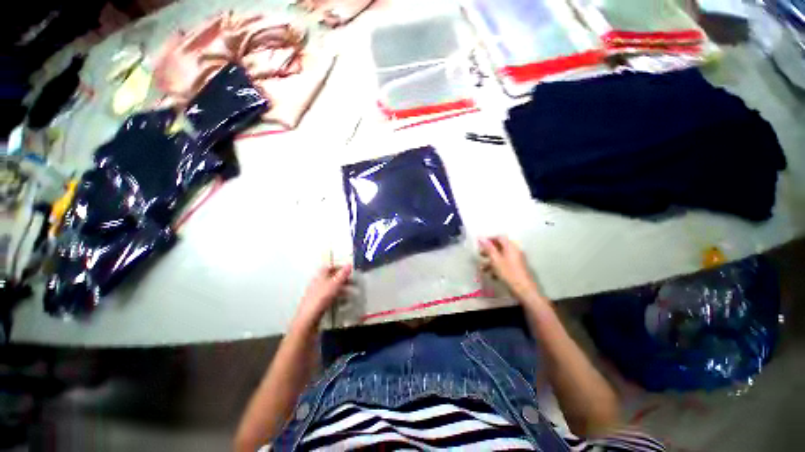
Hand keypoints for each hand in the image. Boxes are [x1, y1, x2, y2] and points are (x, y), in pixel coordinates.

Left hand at [293, 264, 351, 328]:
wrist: (308, 320)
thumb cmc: (321, 299)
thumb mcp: (334, 285)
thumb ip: (342, 275)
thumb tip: (349, 264)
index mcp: (319, 277)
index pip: (328, 267)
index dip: (338, 267)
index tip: (348, 270)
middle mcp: (317, 284)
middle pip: (330, 278)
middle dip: (342, 279)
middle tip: (353, 282)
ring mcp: (316, 295)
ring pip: (331, 289)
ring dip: (341, 289)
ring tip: (351, 293)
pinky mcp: (317, 305)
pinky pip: (329, 298)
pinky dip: (337, 298)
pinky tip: (344, 303)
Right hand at [479, 237, 542, 304]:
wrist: (524, 290)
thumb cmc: (508, 273)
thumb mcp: (495, 260)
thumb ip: (488, 248)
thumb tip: (480, 237)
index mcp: (510, 247)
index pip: (499, 237)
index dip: (489, 239)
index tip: (480, 244)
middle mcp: (515, 251)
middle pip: (500, 247)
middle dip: (488, 251)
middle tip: (480, 254)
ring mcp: (516, 260)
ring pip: (501, 257)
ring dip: (491, 261)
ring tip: (482, 268)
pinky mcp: (516, 269)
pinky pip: (505, 264)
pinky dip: (497, 267)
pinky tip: (491, 275)